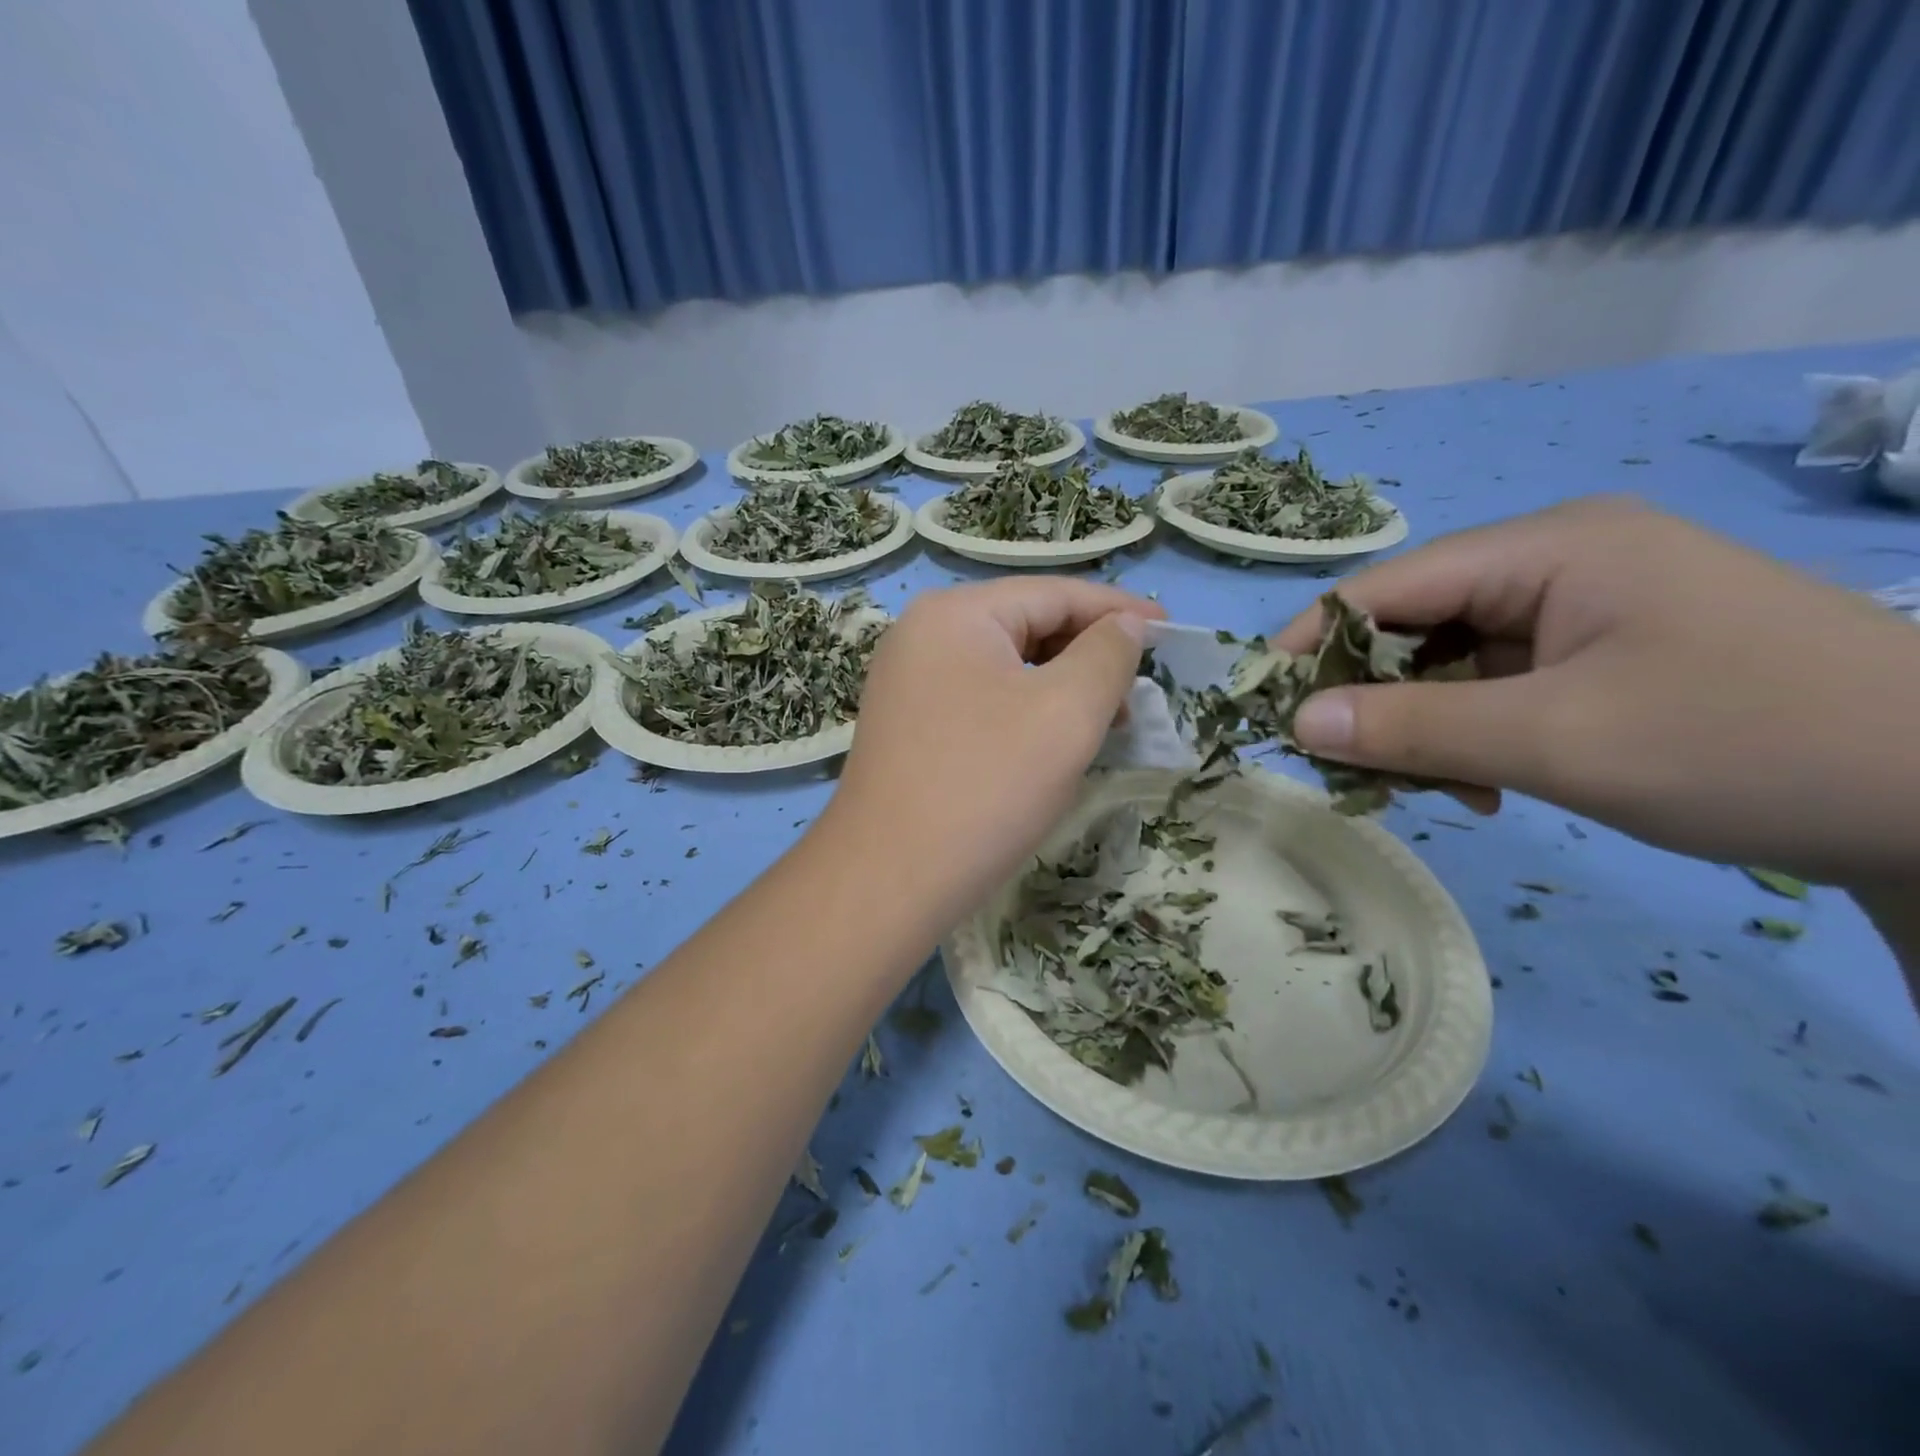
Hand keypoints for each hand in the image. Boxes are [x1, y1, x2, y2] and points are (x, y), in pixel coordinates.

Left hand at [826, 577, 1161, 925]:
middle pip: (1026, 626)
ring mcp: (909, 683)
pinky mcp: (909, 726)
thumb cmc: (986, 785)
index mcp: (955, 614)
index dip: (1118, 610)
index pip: (1053, 594)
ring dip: (1061, 687)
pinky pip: (982, 701)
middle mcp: (922, 635)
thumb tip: (1125, 626)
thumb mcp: (1066, 712)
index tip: (1171, 632)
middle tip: (1140, 690)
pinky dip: (1026, 712)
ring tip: (1108, 722)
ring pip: (1006, 668)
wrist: (889, 879)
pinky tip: (1054, 743)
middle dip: (1089, 654)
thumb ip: (1107, 654)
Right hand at [1272, 496, 1919, 884]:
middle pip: (1416, 624)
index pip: (1388, 584)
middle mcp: (1557, 562)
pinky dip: (1472, 735)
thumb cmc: (1746, 745)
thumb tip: (1297, 724)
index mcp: (1548, 547)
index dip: (1315, 642)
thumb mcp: (1556, 740)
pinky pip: (1497, 687)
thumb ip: (1412, 727)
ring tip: (1441, 791)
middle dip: (1376, 697)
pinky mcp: (1603, 654)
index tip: (1265, 705)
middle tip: (1354, 769)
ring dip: (1425, 727)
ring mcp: (1583, 609)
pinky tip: (1489, 784)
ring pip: (1452, 664)